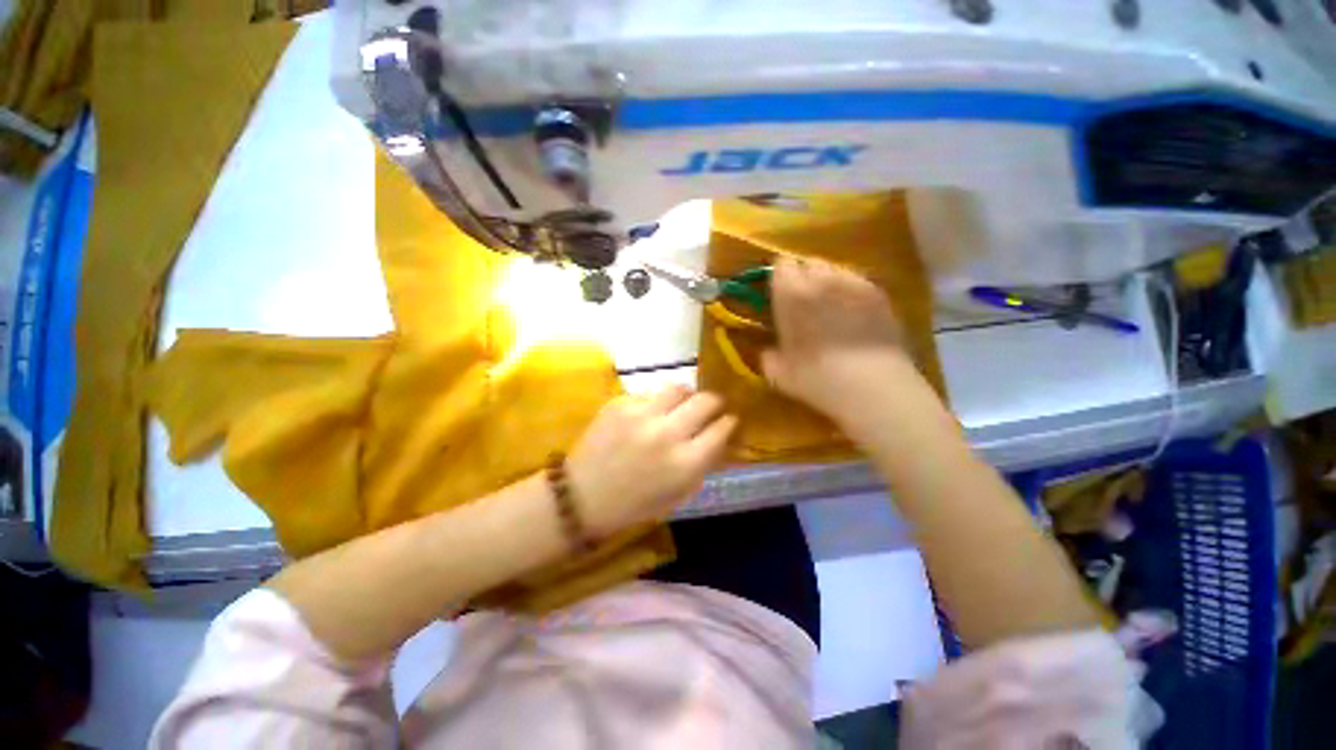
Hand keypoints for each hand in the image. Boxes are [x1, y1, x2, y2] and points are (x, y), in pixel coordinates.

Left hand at [567, 386, 736, 535]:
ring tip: (679, 404)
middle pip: (705, 401)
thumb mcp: (678, 494)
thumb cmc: (634, 504)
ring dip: (685, 395)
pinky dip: (654, 402)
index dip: (728, 422)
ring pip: (678, 387)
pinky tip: (647, 415)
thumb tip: (720, 437)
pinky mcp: (620, 404)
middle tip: (710, 406)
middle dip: (713, 402)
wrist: (582, 496)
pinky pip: (649, 393)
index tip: (728, 420)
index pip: (721, 429)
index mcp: (685, 463)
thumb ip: (702, 465)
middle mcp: (667, 434)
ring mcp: (642, 415)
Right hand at [761, 257, 914, 424]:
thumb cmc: (816, 378)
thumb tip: (768, 350)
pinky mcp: (878, 293)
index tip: (779, 293)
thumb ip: (768, 355)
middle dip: (803, 276)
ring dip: (827, 281)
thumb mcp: (778, 373)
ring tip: (829, 305)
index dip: (779, 277)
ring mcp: (853, 283)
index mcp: (791, 294)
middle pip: (808, 262)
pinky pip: (857, 281)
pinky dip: (850, 291)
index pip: (781, 265)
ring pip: (834, 268)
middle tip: (802, 300)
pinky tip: (853, 313)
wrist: (871, 386)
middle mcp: (821, 280)